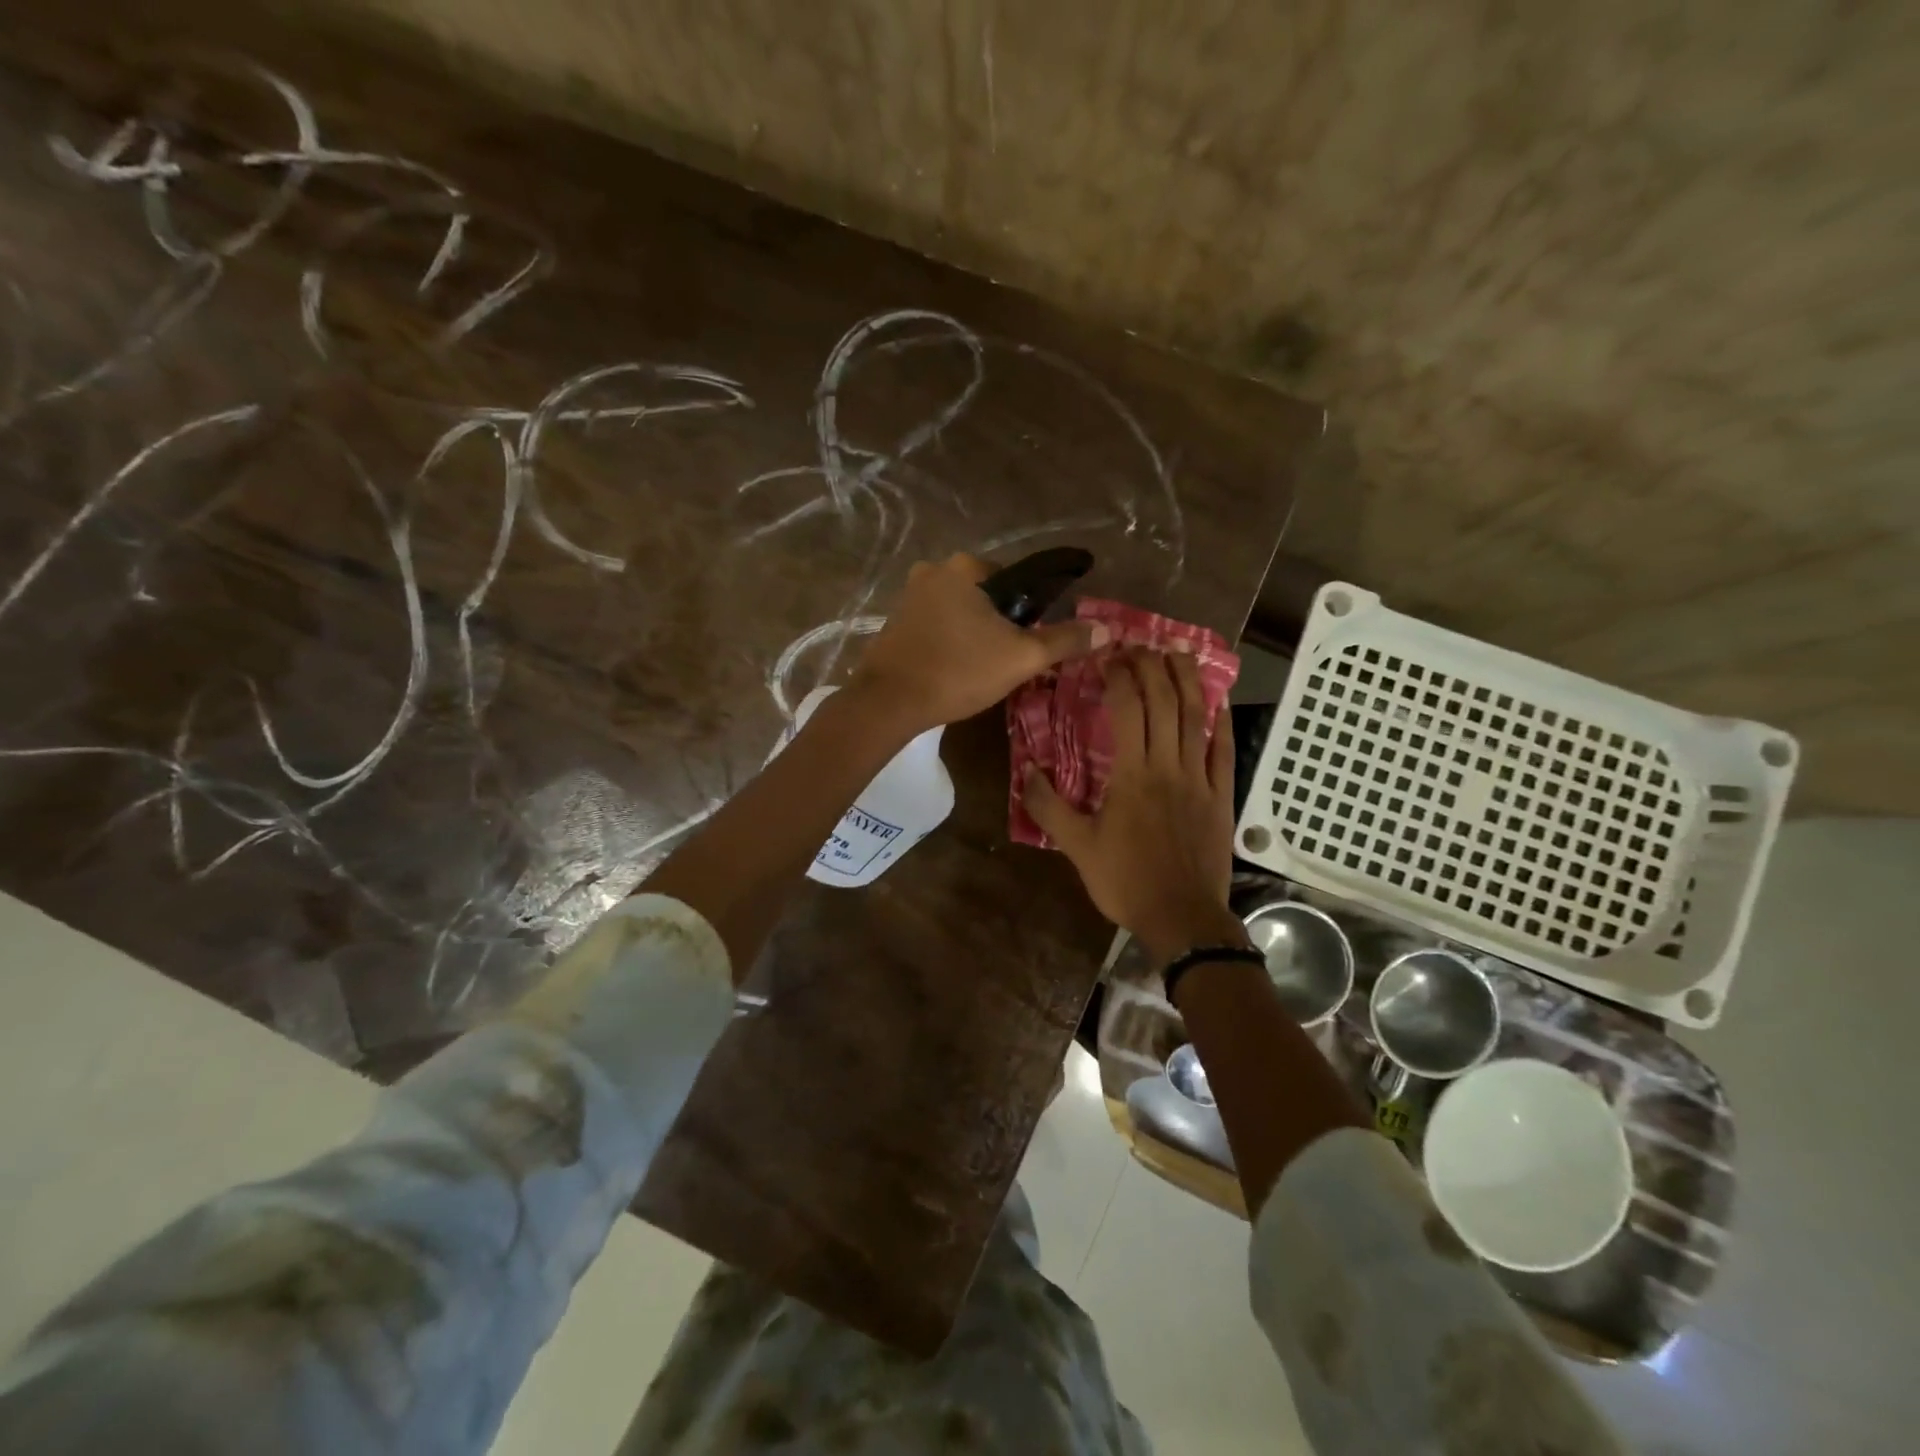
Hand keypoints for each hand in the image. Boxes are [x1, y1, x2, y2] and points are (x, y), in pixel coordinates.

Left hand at [849, 553, 1102, 733]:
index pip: (1015, 579)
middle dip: (999, 623)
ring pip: (959, 611)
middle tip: (1006, 660)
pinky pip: (936, 625)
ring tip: (980, 669)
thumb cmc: (958, 671)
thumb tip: (1107, 629)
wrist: (889, 702)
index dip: (1028, 612)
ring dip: (973, 633)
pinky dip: (949, 641)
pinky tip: (953, 669)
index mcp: (965, 567)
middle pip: (986, 595)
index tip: (1026, 642)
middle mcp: (933, 570)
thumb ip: (1064, 640)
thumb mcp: (1021, 657)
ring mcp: (908, 596)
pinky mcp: (894, 623)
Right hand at [1025, 648, 1245, 960]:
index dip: (1119, 677)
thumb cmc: (1126, 881)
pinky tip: (1218, 702)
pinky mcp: (1222, 796)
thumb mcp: (1077, 847)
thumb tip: (1027, 770)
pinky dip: (1221, 722)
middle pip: (1164, 703)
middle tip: (1140, 647)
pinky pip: (1225, 751)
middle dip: (1152, 667)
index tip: (1108, 657)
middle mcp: (1168, 766)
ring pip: (1196, 718)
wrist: (1182, 917)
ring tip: (1179, 653)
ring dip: (1188, 681)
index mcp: (1132, 775)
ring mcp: (1200, 779)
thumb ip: (1049, 807)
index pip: (1127, 710)